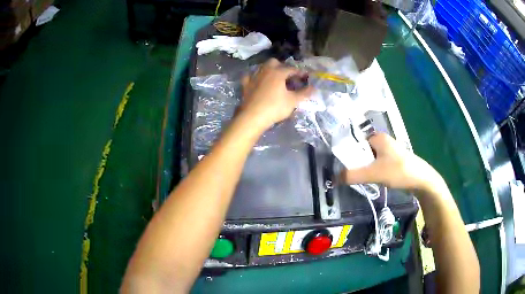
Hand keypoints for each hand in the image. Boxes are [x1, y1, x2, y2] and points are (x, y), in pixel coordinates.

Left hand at [240, 58, 313, 130]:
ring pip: (262, 67)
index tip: (306, 77)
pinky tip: (258, 82)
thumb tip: (314, 88)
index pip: (292, 69)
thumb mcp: (292, 101)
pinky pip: (251, 76)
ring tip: (275, 79)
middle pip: (274, 62)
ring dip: (270, 70)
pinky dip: (256, 77)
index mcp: (278, 72)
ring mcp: (254, 76)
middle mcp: (265, 70)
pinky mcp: (245, 84)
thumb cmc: (275, 108)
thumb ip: (304, 93)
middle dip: (282, 67)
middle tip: (288, 77)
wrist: (252, 117)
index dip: (300, 72)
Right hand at [340, 133, 444, 192]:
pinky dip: (372, 171)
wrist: (421, 180)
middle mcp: (383, 141)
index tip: (340, 167)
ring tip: (358, 179)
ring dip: (364, 168)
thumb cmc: (398, 171)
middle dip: (355, 163)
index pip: (355, 142)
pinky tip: (371, 180)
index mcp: (378, 137)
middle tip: (348, 175)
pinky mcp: (394, 161)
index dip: (347, 154)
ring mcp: (389, 151)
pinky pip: (377, 164)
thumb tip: (334, 178)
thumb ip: (353, 175)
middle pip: (362, 151)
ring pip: (370, 159)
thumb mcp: (373, 174)